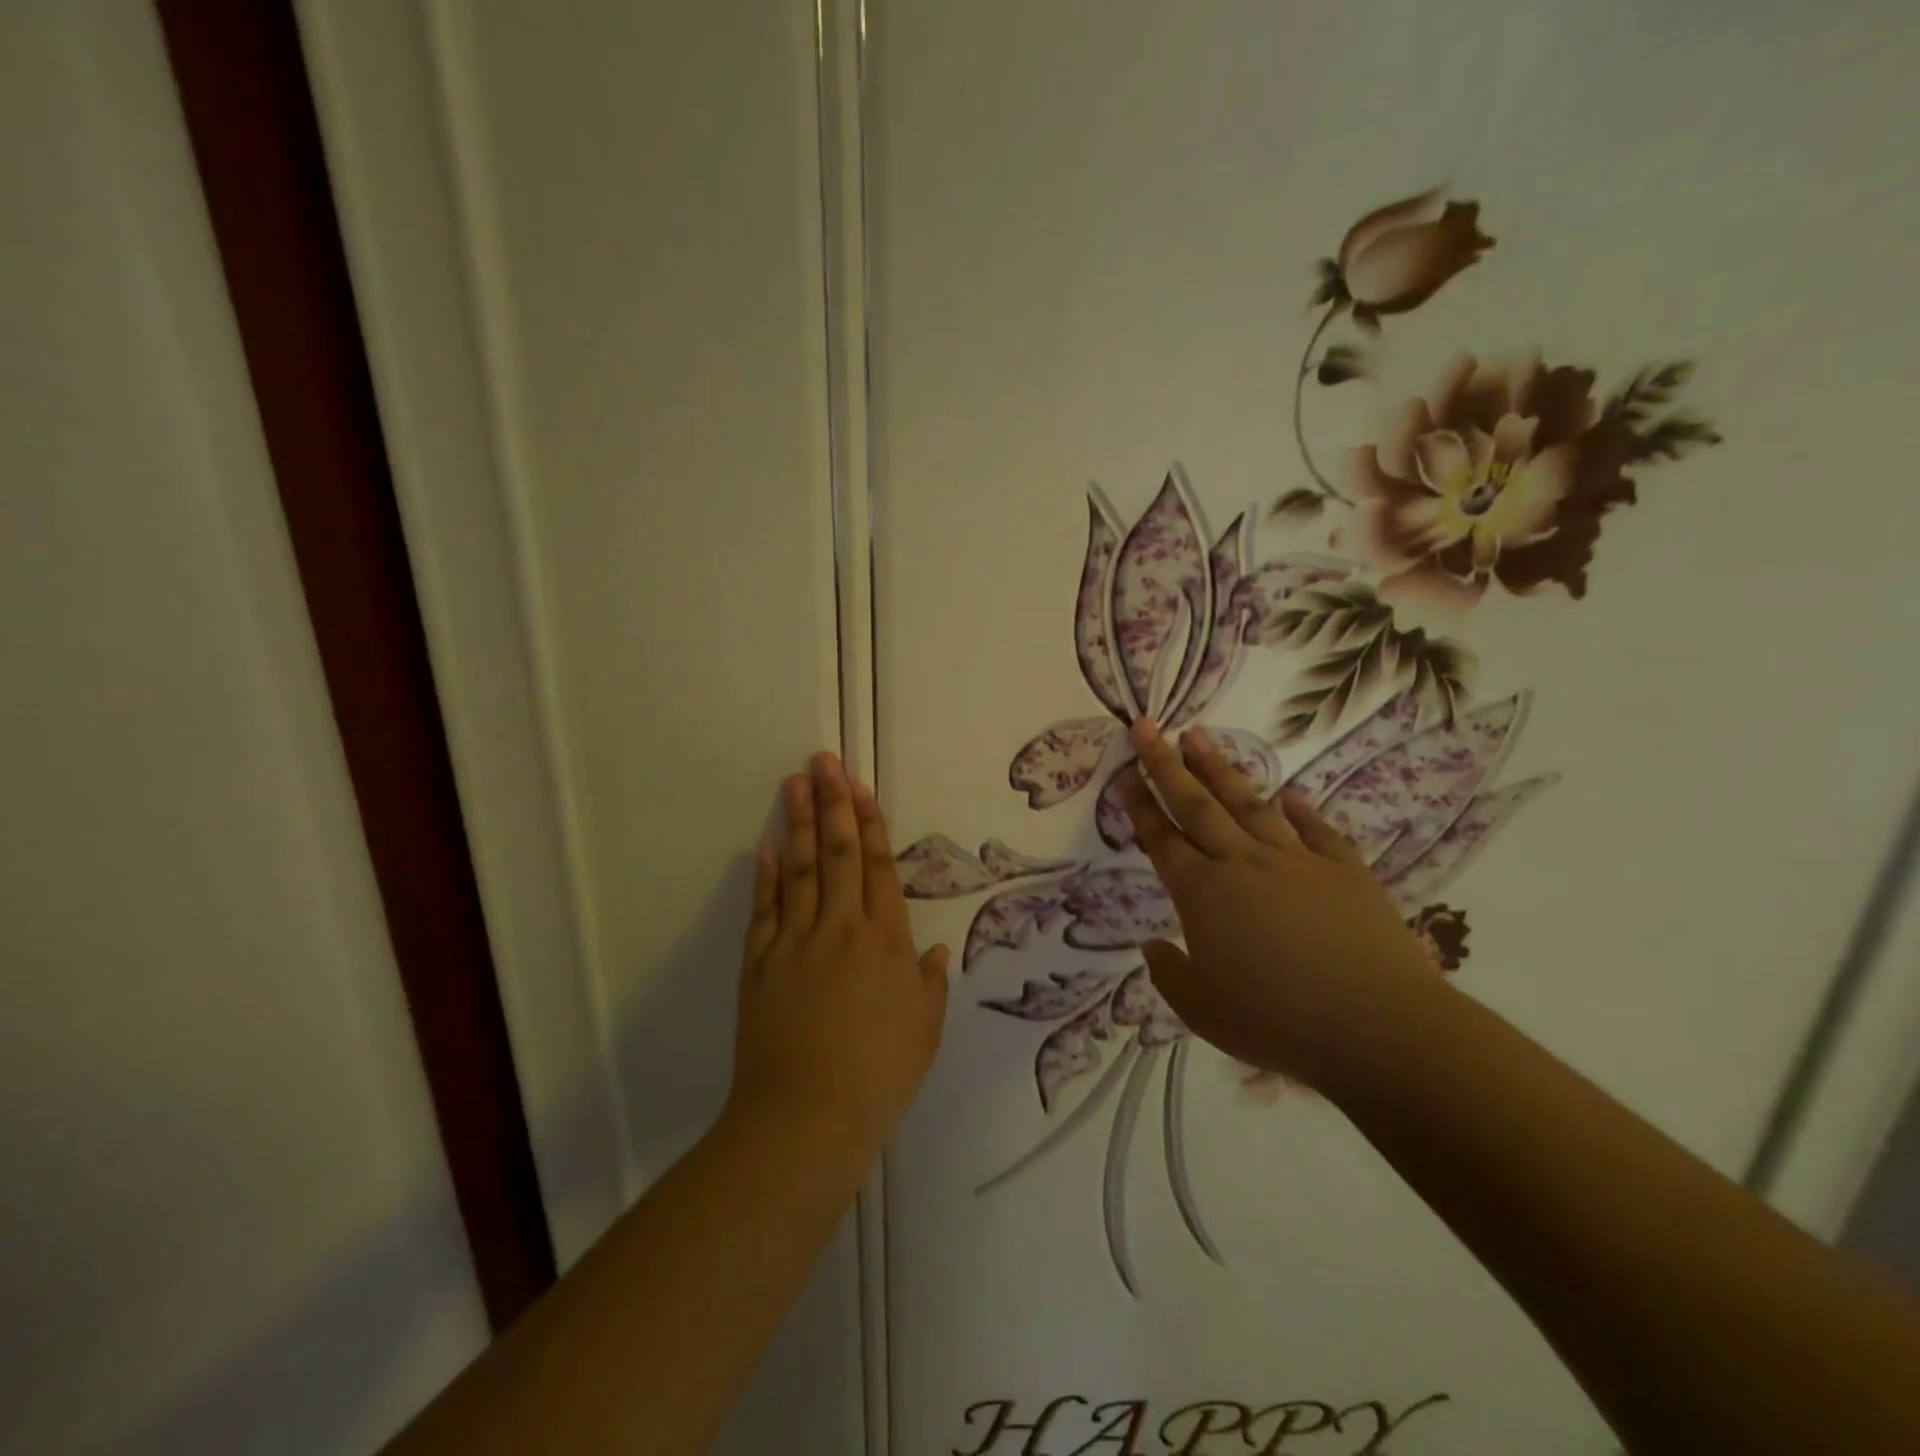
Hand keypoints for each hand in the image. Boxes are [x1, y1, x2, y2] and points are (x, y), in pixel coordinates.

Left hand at [728, 753, 949, 1173]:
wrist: (807, 1116)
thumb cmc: (878, 1076)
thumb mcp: (923, 1032)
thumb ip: (928, 984)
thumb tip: (933, 948)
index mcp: (886, 942)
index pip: (878, 868)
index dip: (869, 824)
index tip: (859, 787)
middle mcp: (842, 929)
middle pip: (837, 854)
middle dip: (832, 804)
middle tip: (824, 761)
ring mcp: (796, 942)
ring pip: (799, 870)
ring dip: (798, 823)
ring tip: (794, 784)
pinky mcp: (760, 964)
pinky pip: (764, 910)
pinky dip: (765, 876)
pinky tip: (767, 846)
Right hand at [1120, 719, 1442, 1089]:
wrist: (1378, 1027)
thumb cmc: (1278, 1023)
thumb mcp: (1203, 1012)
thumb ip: (1170, 975)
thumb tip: (1152, 945)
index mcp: (1203, 894)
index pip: (1162, 839)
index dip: (1140, 805)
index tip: (1124, 773)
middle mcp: (1243, 864)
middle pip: (1196, 805)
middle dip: (1166, 764)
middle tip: (1147, 726)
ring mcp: (1296, 861)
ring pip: (1248, 803)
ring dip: (1220, 768)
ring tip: (1199, 735)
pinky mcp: (1344, 869)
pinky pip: (1316, 829)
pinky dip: (1300, 809)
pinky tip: (1288, 793)